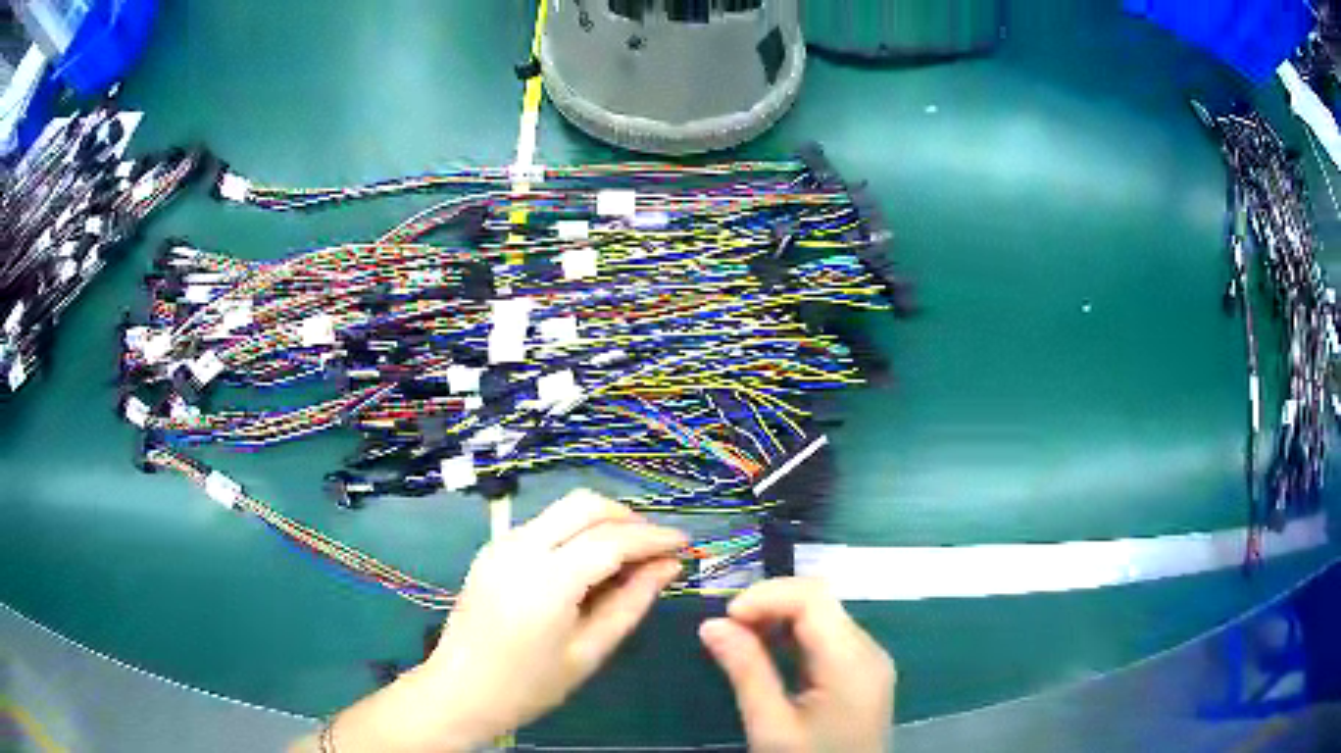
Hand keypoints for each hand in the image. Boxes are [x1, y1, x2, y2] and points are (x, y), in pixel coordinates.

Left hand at [319, 490, 686, 752]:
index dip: (654, 538)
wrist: (460, 690)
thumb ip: (631, 603)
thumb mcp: (589, 652)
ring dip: (602, 522)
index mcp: (546, 581)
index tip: (686, 544)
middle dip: (628, 517)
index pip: (611, 540)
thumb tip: (669, 567)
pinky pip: (544, 524)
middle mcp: (520, 548)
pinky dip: (576, 531)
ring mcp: (501, 544)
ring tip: (629, 557)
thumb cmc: (529, 685)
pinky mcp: (492, 548)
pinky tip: (590, 563)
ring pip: (563, 509)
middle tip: (656, 549)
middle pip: (585, 505)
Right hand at [699, 578, 895, 752]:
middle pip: (821, 602)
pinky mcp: (862, 673)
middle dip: (769, 605)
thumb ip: (746, 671)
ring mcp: (869, 661)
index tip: (725, 618)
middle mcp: (869, 651)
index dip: (767, 595)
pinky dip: (793, 636)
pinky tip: (766, 653)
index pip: (814, 598)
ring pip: (823, 616)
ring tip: (739, 640)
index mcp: (852, 662)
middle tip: (726, 630)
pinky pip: (828, 638)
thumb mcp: (771, 726)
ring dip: (779, 619)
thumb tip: (711, 624)